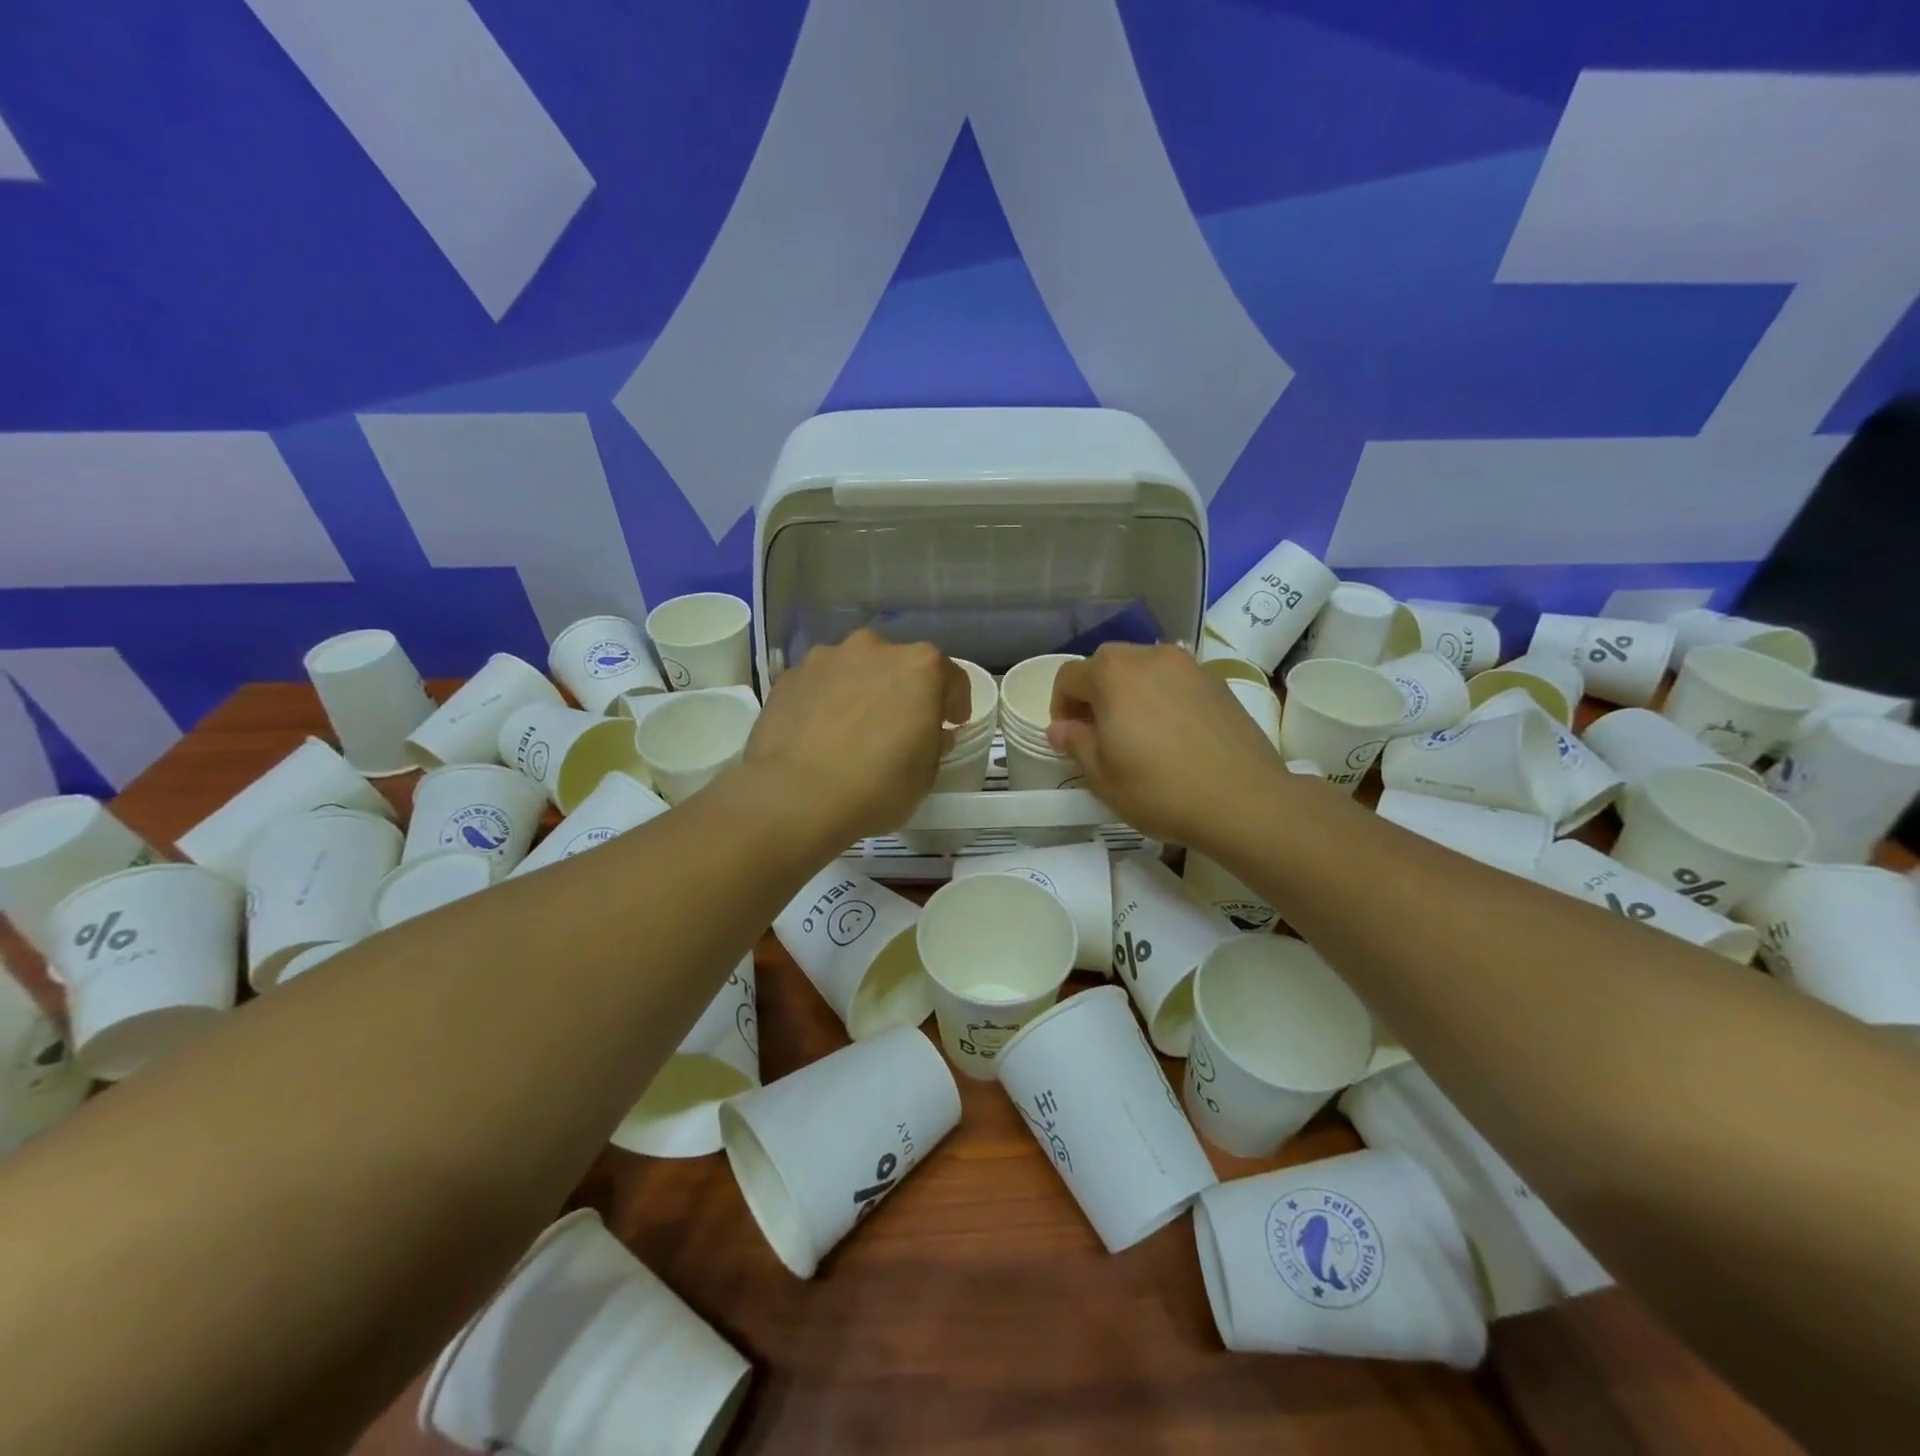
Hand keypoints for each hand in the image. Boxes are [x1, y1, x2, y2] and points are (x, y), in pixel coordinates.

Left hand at [744, 629, 967, 842]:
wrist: (794, 796)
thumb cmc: (875, 786)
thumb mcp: (925, 776)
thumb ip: (933, 745)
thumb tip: (929, 733)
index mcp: (919, 667)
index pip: (951, 677)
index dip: (955, 702)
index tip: (950, 724)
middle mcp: (874, 648)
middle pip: (900, 666)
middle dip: (905, 691)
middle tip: (900, 726)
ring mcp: (826, 657)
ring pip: (856, 670)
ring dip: (862, 691)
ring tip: (854, 729)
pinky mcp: (790, 676)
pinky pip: (821, 685)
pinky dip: (827, 701)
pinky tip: (820, 734)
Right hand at [1048, 644, 1288, 848]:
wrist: (1244, 801)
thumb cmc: (1160, 790)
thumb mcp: (1102, 776)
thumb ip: (1075, 743)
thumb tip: (1060, 728)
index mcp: (1113, 674)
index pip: (1070, 676)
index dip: (1060, 706)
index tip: (1069, 736)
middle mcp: (1150, 657)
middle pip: (1107, 664)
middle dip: (1095, 693)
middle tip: (1100, 733)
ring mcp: (1189, 666)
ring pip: (1144, 668)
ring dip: (1130, 692)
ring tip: (1139, 732)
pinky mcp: (1218, 682)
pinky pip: (1175, 681)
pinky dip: (1163, 697)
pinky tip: (1173, 734)